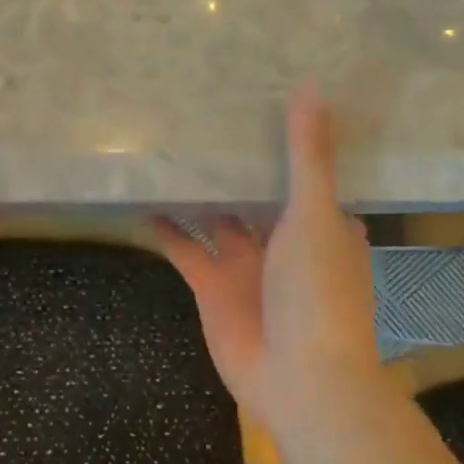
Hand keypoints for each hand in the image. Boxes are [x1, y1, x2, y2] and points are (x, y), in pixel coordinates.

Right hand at [154, 83, 381, 440]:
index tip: (259, 97)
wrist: (299, 378)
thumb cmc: (318, 291)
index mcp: (321, 222)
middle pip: (254, 192)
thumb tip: (312, 86)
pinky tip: (142, 200)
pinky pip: (185, 248)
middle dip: (234, 163)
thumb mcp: (314, 214)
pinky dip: (165, 229)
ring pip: (215, 217)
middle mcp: (283, 239)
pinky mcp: (212, 285)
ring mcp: (246, 264)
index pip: (303, 170)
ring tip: (165, 150)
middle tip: (200, 113)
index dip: (283, 139)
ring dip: (195, 192)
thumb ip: (307, 155)